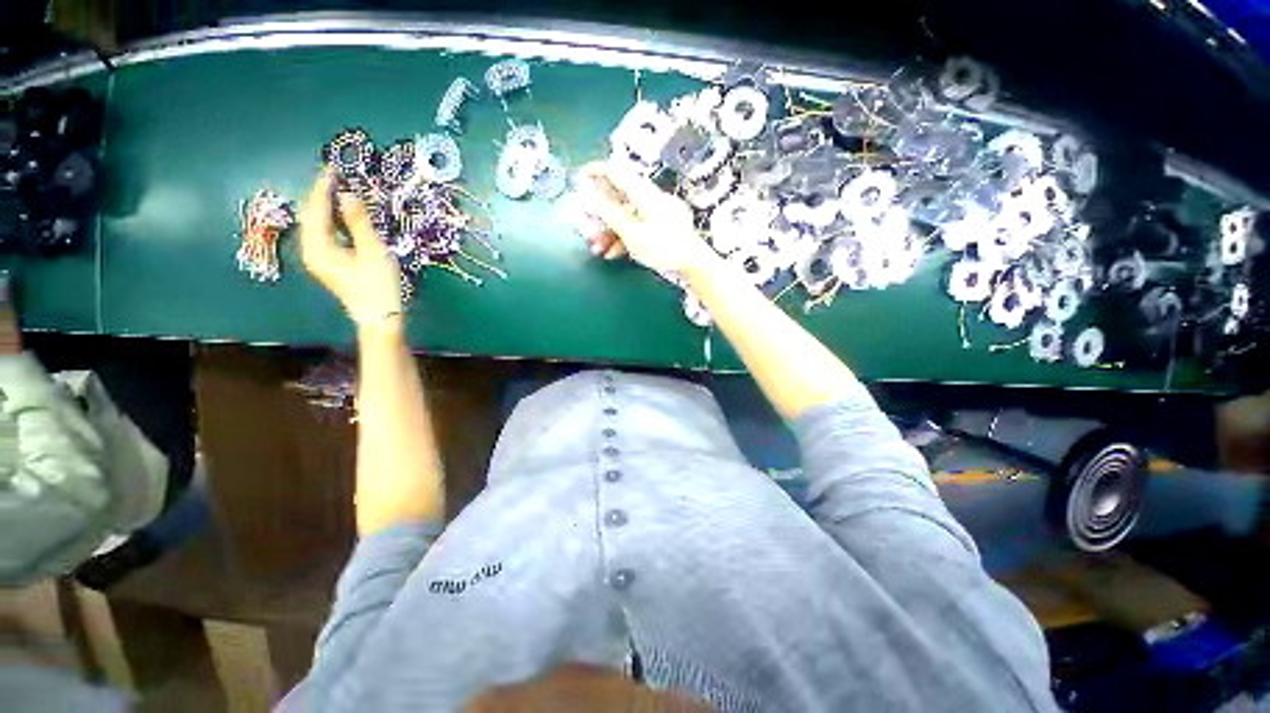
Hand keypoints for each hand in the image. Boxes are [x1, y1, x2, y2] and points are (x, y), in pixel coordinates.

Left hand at [299, 171, 403, 332]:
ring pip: (316, 223)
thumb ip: (359, 222)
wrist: (380, 316)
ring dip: (325, 206)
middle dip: (321, 194)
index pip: (316, 208)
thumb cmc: (379, 285)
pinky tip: (342, 214)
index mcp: (318, 246)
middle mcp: (311, 250)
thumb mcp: (373, 252)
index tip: (333, 168)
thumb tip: (348, 193)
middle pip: (311, 214)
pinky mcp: (328, 263)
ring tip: (339, 190)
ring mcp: (318, 257)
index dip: (323, 187)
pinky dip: (331, 219)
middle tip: (336, 176)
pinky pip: (323, 232)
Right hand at [572, 162, 716, 274]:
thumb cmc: (662, 246)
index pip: (617, 173)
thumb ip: (609, 213)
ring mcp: (657, 215)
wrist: (692, 264)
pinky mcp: (662, 229)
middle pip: (620, 200)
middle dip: (600, 216)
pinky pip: (638, 228)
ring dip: (610, 232)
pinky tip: (614, 254)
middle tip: (586, 228)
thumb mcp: (631, 232)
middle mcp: (650, 200)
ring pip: (627, 217)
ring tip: (598, 249)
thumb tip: (589, 194)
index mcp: (644, 194)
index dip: (597, 171)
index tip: (580, 177)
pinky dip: (624, 239)